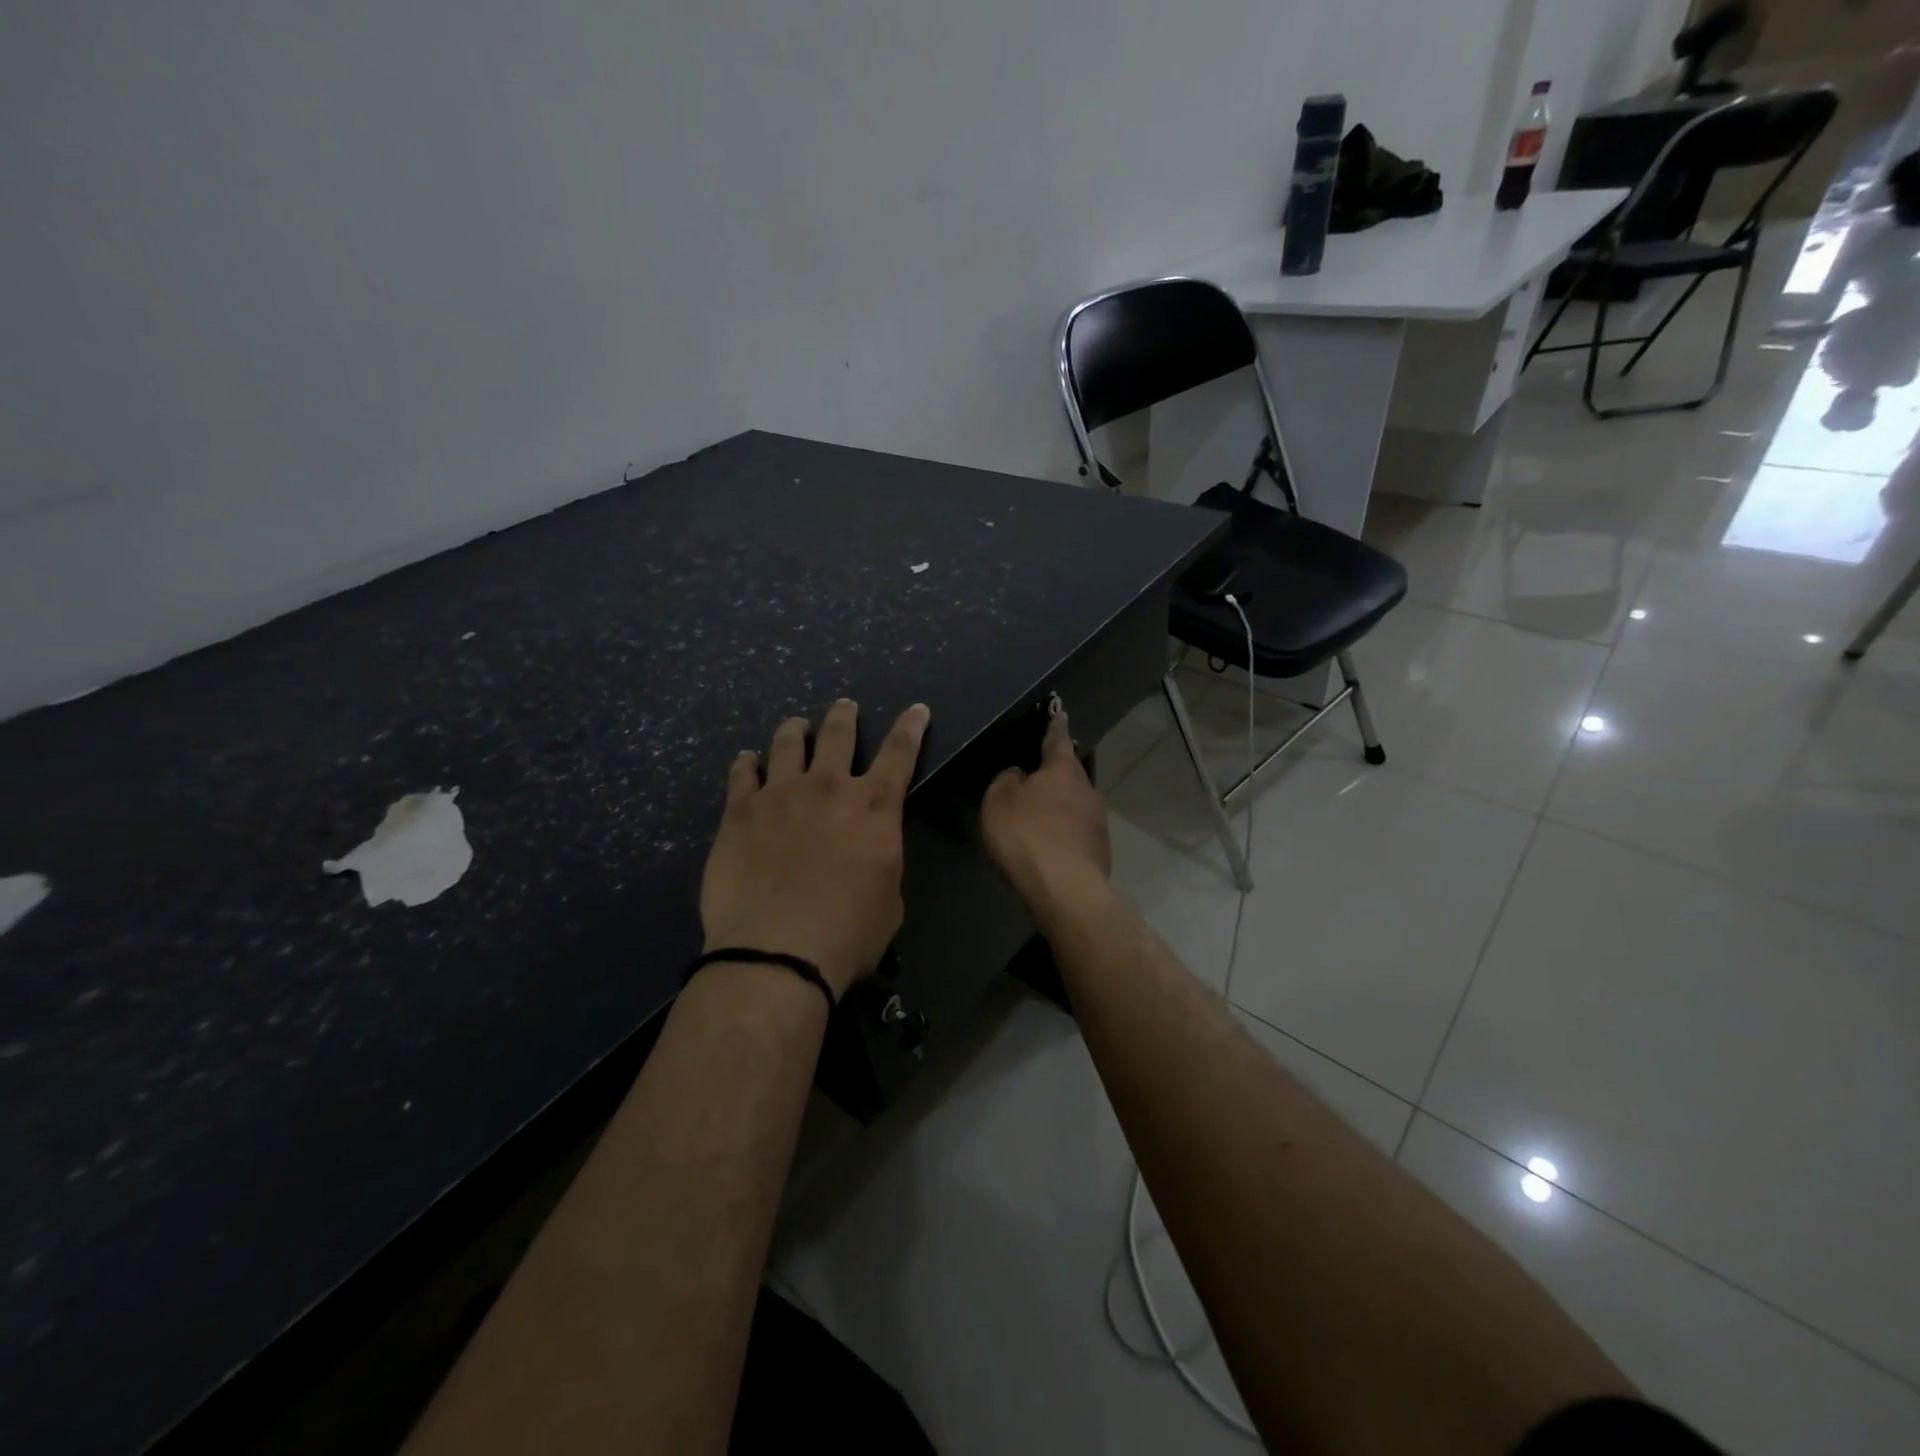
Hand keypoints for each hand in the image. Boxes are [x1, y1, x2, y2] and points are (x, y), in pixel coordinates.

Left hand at [700, 700, 929, 999]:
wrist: (778, 948)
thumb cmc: (849, 932)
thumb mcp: (889, 900)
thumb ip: (880, 862)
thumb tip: (868, 854)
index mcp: (874, 807)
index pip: (900, 753)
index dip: (911, 728)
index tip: (916, 709)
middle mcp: (828, 787)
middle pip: (839, 735)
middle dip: (844, 717)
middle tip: (844, 706)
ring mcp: (780, 794)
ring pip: (788, 744)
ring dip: (795, 730)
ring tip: (795, 724)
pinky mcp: (740, 811)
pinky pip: (742, 773)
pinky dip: (746, 763)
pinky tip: (746, 759)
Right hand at [981, 706, 1110, 905]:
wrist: (1064, 888)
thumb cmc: (1026, 835)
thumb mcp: (999, 800)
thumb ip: (1007, 780)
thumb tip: (1020, 776)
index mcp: (1063, 769)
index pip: (1057, 739)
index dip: (1054, 726)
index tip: (1059, 713)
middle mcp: (1087, 788)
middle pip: (1069, 774)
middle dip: (1054, 775)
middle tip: (1035, 778)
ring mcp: (1098, 821)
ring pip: (1075, 804)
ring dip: (1059, 808)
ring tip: (1038, 821)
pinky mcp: (1101, 849)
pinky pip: (1077, 833)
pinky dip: (1064, 834)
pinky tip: (1049, 848)